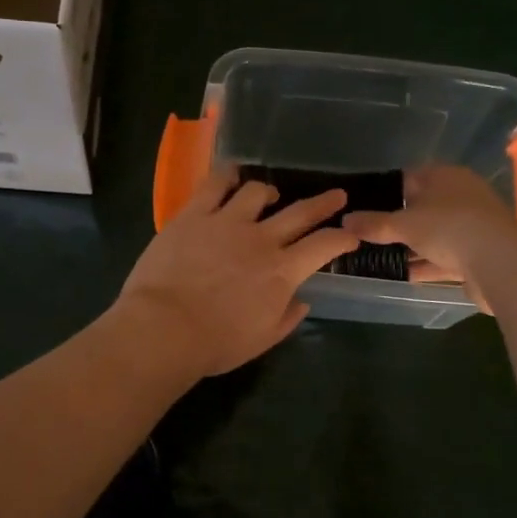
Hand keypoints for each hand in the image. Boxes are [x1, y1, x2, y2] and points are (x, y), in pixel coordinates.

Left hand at [117, 170, 358, 377]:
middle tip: (336, 195)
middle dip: (324, 203)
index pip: (324, 246)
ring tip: (269, 195)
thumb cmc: (215, 343)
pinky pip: (215, 184)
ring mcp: (227, 221)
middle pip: (300, 212)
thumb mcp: (261, 339)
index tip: (351, 235)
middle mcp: (261, 239)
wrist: (164, 328)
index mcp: (282, 272)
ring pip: (257, 191)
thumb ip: (286, 317)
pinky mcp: (194, 214)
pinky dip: (227, 175)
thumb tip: (302, 301)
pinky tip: (231, 174)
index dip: (342, 238)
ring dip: (269, 191)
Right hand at [342, 164, 516, 307]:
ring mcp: (472, 226)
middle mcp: (461, 196)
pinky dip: (425, 264)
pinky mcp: (478, 255)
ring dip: (409, 247)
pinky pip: (444, 257)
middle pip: (421, 207)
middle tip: (365, 234)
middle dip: (395, 222)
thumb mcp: (404, 224)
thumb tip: (345, 220)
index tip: (362, 207)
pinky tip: (401, 274)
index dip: (385, 190)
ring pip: (432, 235)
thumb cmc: (450, 228)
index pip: (409, 177)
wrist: (502, 264)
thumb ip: (374, 224)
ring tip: (376, 257)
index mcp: (446, 177)